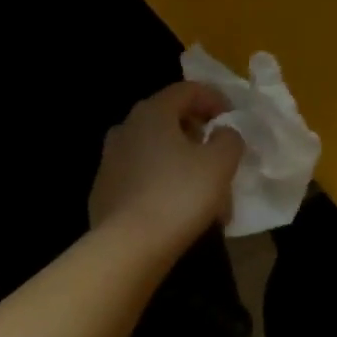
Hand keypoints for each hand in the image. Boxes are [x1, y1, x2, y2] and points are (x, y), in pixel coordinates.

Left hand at [89, 82, 245, 252]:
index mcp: (152, 112)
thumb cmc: (179, 195)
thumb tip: (223, 133)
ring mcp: (110, 160)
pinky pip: (141, 176)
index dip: (214, 99)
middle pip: (169, 119)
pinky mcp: (104, 190)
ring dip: (181, 162)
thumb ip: (229, 139)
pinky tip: (178, 209)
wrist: (128, 247)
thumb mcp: (220, 163)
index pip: (187, 90)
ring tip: (204, 190)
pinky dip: (162, 183)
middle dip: (198, 134)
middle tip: (219, 154)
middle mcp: (126, 128)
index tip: (233, 119)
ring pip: (155, 150)